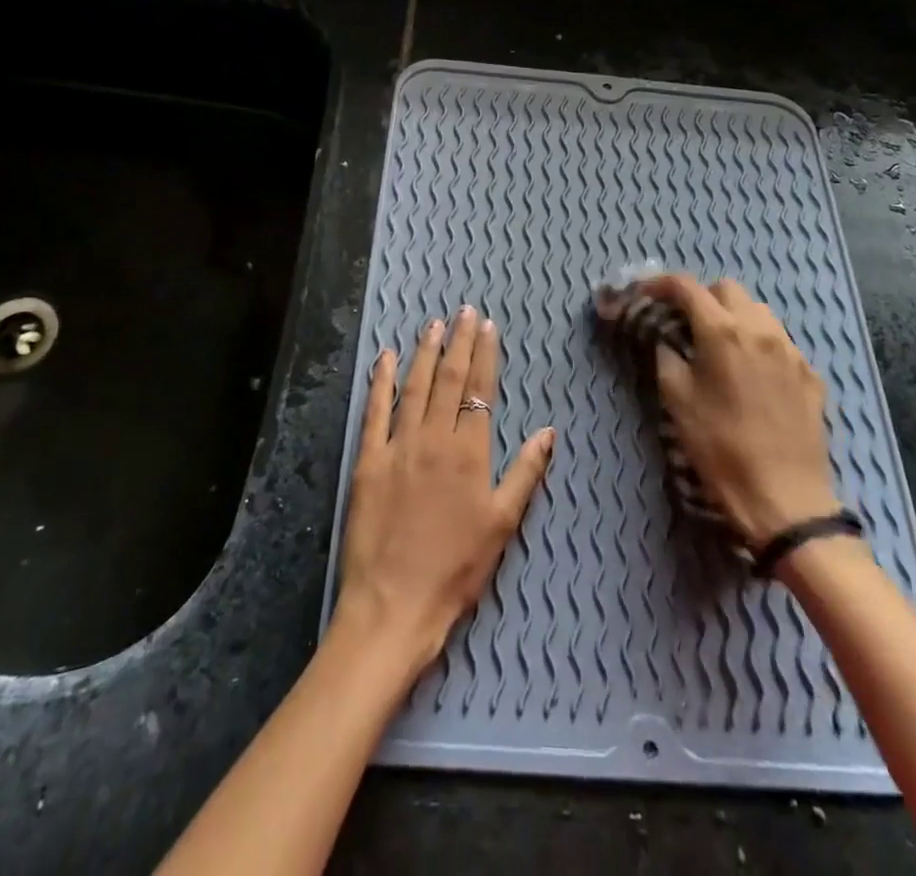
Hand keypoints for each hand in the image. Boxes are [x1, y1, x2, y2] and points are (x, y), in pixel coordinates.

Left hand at [333, 306, 555, 681]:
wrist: (394, 605)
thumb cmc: (456, 569)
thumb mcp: (502, 525)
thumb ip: (525, 473)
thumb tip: (548, 431)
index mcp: (468, 453)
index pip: (479, 391)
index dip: (484, 356)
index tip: (488, 327)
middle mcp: (433, 439)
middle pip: (448, 380)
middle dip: (458, 342)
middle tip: (463, 311)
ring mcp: (397, 446)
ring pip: (414, 387)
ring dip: (424, 352)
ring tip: (433, 324)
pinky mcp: (368, 460)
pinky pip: (374, 411)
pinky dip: (381, 381)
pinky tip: (386, 357)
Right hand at [641, 275, 839, 546]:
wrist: (785, 498)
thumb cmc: (720, 448)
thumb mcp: (677, 401)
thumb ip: (667, 356)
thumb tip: (667, 338)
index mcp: (722, 332)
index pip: (687, 287)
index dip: (661, 284)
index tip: (646, 293)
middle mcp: (761, 330)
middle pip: (727, 289)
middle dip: (702, 298)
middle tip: (685, 323)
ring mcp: (791, 351)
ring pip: (759, 311)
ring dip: (734, 316)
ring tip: (720, 346)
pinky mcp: (811, 375)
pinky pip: (781, 342)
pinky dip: (759, 343)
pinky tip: (751, 374)